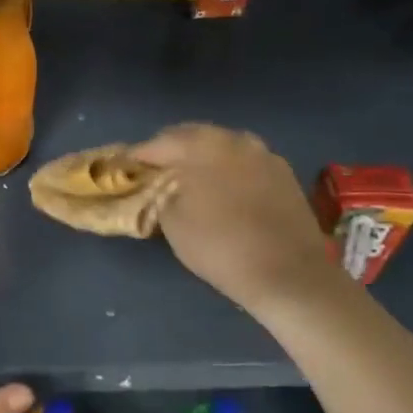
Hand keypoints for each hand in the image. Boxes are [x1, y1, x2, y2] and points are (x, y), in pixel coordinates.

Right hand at [133, 124, 339, 318]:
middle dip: (170, 153)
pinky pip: (244, 163)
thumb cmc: (220, 246)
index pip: (157, 143)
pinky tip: (222, 192)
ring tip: (188, 182)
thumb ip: (160, 192)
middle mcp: (234, 138)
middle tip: (154, 174)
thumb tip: (161, 184)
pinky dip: (227, 171)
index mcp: (202, 144)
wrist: (290, 275)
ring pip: (221, 148)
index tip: (123, 170)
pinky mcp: (284, 174)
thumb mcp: (173, 222)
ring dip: (201, 160)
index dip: (137, 157)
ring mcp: (264, 154)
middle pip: (191, 137)